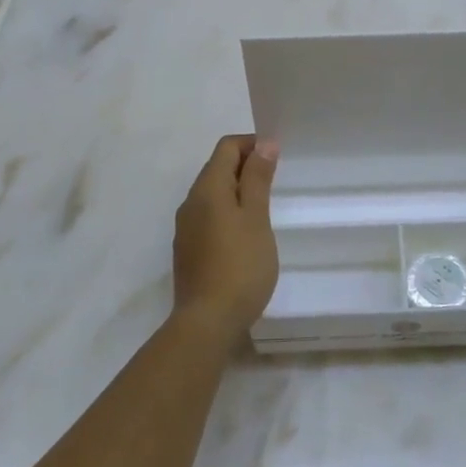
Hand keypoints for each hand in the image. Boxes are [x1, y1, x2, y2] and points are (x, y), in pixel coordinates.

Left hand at [171, 134, 279, 346]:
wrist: (207, 322)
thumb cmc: (240, 265)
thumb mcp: (256, 218)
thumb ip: (258, 179)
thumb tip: (264, 144)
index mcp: (207, 189)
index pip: (226, 147)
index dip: (253, 144)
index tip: (278, 156)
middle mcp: (191, 202)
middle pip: (218, 168)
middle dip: (247, 166)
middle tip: (277, 180)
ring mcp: (186, 228)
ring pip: (213, 195)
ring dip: (238, 191)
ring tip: (266, 206)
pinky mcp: (189, 250)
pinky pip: (209, 217)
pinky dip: (229, 213)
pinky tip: (247, 234)